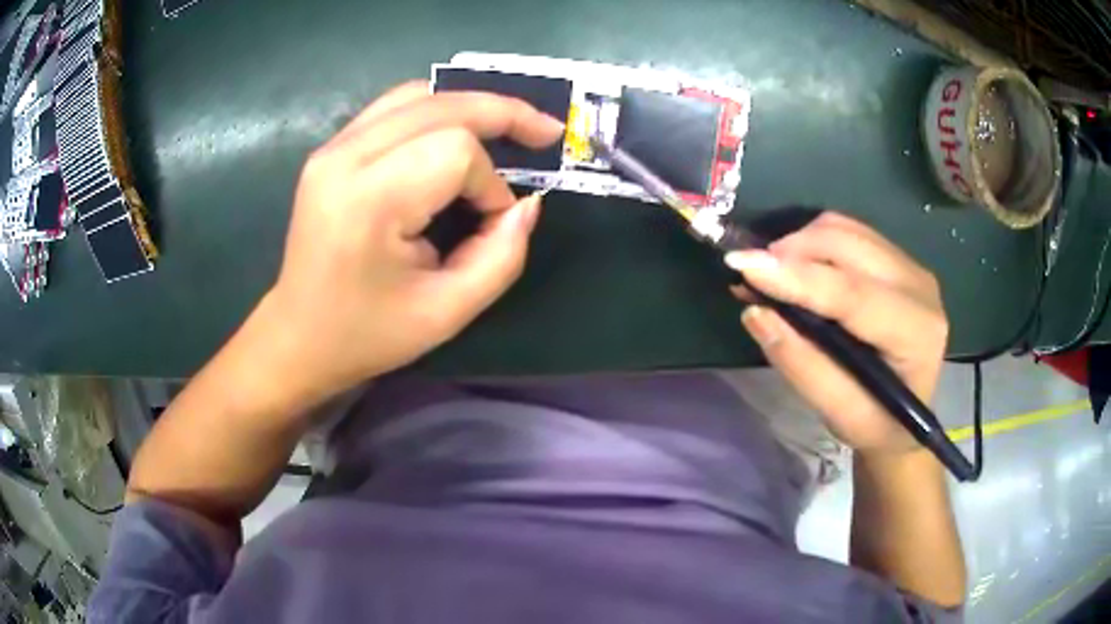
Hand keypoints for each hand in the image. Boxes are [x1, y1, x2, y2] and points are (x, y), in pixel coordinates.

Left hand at [256, 81, 563, 402]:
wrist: (298, 337)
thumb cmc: (367, 334)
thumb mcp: (447, 313)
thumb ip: (501, 256)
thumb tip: (528, 204)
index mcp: (368, 201)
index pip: (454, 152)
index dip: (490, 183)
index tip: (493, 223)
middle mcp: (345, 158)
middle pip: (440, 105)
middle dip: (502, 114)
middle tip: (546, 132)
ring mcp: (332, 148)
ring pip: (418, 95)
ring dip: (470, 106)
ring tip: (507, 128)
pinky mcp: (330, 150)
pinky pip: (394, 108)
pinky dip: (438, 111)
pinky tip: (459, 131)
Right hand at [725, 212, 948, 455]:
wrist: (907, 418)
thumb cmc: (875, 424)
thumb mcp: (838, 414)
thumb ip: (801, 365)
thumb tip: (756, 313)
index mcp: (915, 332)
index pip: (853, 293)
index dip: (798, 277)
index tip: (743, 265)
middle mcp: (919, 286)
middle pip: (848, 245)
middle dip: (792, 251)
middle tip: (751, 277)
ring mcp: (910, 266)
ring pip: (845, 229)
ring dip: (799, 243)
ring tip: (772, 275)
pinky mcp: (897, 258)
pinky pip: (848, 231)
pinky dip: (813, 242)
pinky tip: (797, 269)